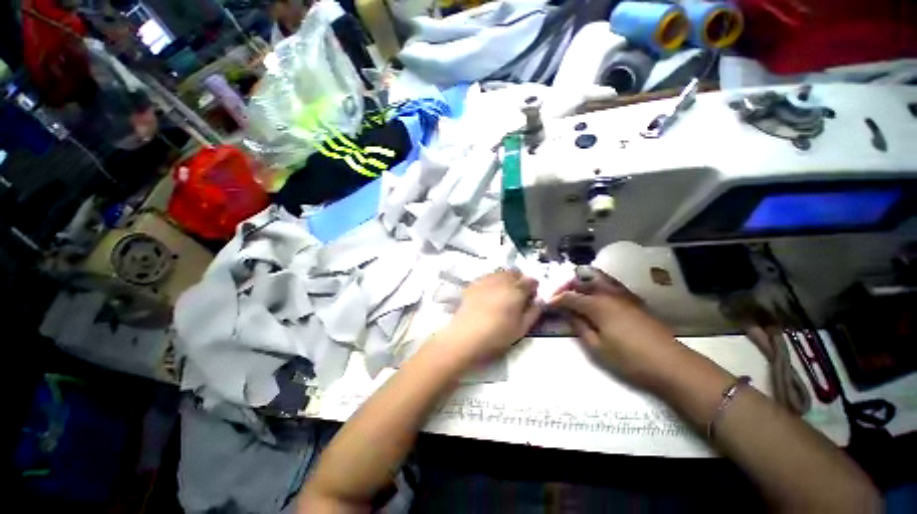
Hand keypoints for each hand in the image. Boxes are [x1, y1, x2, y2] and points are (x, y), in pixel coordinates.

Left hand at [439, 270, 541, 365]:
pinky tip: (489, 294)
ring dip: (506, 279)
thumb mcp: (522, 328)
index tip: (531, 298)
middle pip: (515, 273)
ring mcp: (486, 279)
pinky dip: (492, 281)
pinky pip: (487, 277)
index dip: (533, 288)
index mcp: (517, 290)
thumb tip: (540, 300)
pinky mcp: (474, 283)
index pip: (531, 281)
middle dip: (520, 281)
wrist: (466, 336)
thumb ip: (534, 311)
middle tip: (517, 295)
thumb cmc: (497, 335)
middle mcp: (502, 280)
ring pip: (501, 272)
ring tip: (503, 294)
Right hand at [548, 269, 684, 390]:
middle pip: (583, 280)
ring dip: (583, 282)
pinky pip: (611, 285)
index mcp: (598, 304)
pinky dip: (598, 285)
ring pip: (598, 278)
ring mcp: (624, 295)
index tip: (546, 305)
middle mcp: (609, 293)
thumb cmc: (630, 359)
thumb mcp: (597, 347)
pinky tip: (596, 297)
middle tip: (559, 296)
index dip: (556, 300)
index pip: (570, 297)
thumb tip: (569, 314)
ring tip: (575, 293)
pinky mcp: (634, 300)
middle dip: (568, 285)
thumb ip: (579, 327)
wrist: (671, 365)